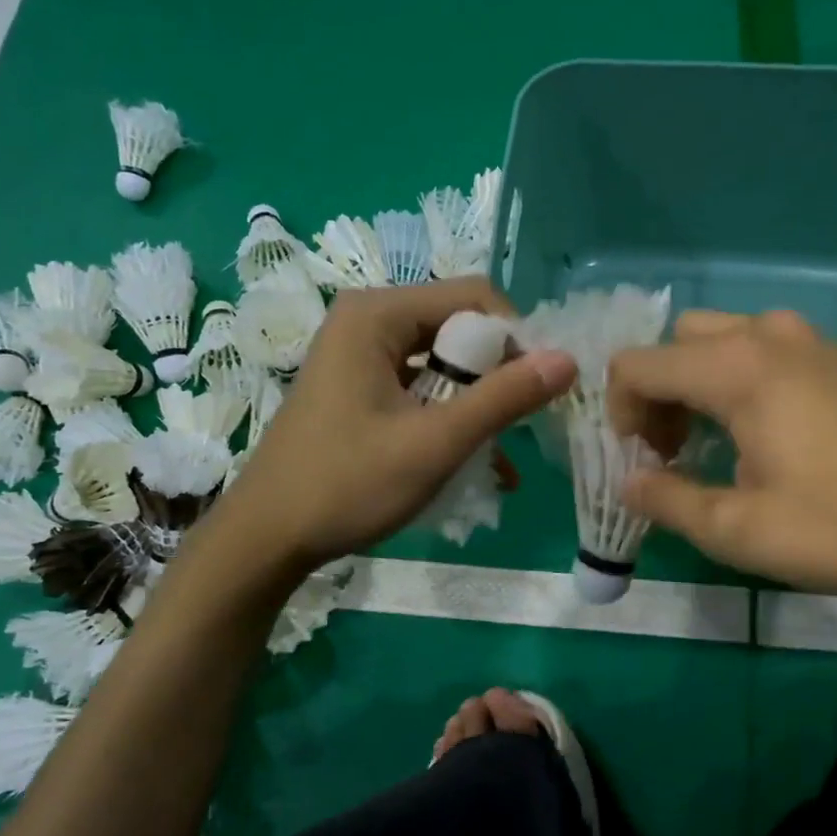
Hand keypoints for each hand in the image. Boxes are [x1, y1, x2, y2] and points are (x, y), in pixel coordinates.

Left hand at [218, 279, 576, 573]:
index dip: (516, 339)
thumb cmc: (348, 484)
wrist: (267, 537)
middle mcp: (369, 321)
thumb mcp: (435, 442)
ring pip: (445, 362)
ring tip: (502, 454)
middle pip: (460, 327)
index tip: (537, 392)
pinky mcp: (361, 387)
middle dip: (498, 376)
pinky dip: (451, 418)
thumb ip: (503, 399)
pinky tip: (478, 464)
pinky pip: (422, 388)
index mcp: (378, 314)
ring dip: (479, 404)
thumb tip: (568, 360)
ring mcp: (361, 355)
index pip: (475, 298)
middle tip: (520, 426)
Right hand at [609, 310, 836, 595]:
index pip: (638, 365)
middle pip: (674, 344)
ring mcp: (805, 339)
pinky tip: (755, 430)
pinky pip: (758, 347)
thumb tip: (629, 483)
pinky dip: (732, 377)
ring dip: (693, 383)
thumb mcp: (738, 530)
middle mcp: (764, 336)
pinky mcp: (831, 357)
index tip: (641, 462)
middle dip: (656, 394)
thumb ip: (667, 501)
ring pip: (716, 339)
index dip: (620, 412)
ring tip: (707, 442)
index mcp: (734, 368)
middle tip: (670, 452)